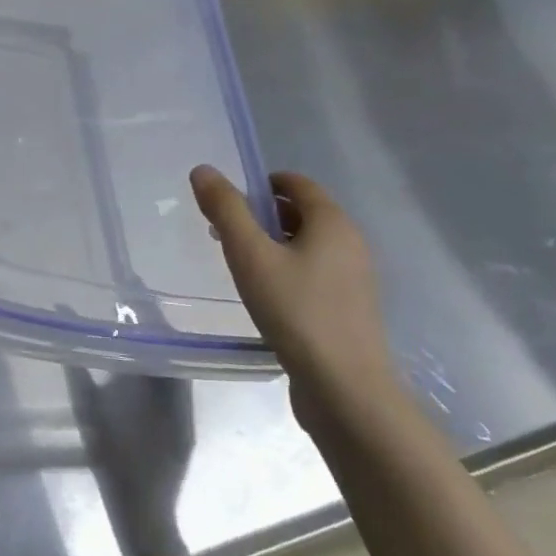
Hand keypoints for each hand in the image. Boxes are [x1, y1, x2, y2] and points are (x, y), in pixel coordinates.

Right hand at [190, 166, 401, 427]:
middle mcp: (350, 243)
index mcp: (333, 223)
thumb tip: (203, 170)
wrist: (343, 386)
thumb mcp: (249, 255)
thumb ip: (225, 210)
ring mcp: (353, 278)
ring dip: (271, 244)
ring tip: (239, 267)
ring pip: (306, 245)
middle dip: (261, 215)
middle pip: (302, 212)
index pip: (296, 183)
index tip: (226, 202)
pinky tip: (264, 296)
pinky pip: (313, 272)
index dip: (260, 183)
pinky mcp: (347, 307)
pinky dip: (286, 270)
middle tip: (223, 235)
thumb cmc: (295, 310)